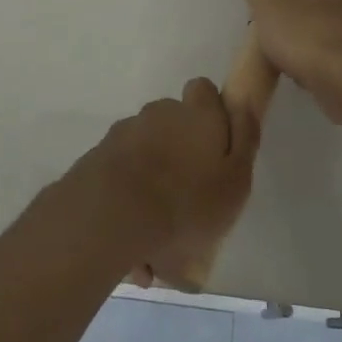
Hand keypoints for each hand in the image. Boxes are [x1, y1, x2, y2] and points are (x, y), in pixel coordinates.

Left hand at [71, 79, 252, 290]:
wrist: (110, 217)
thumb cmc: (187, 202)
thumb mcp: (235, 179)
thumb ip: (244, 140)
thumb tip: (243, 104)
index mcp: (196, 114)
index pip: (204, 91)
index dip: (211, 112)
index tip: (215, 146)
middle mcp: (159, 113)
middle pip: (173, 124)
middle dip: (179, 154)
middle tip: (189, 200)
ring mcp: (124, 134)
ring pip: (146, 156)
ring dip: (152, 185)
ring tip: (159, 242)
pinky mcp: (96, 160)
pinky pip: (121, 180)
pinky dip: (128, 205)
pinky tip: (133, 250)